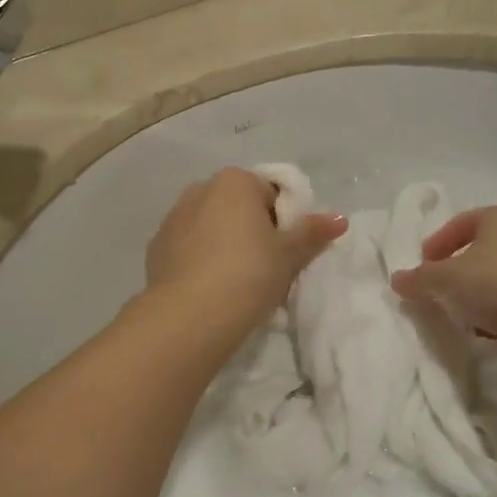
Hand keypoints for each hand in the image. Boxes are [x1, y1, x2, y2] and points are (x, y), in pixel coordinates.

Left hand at [145, 168, 347, 328]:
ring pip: (209, 226)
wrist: (190, 315)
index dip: (282, 221)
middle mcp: (200, 189)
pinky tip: (209, 288)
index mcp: (235, 182)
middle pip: (237, 207)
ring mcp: (173, 218)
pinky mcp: (156, 248)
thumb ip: (313, 233)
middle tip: (265, 267)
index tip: (285, 251)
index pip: (269, 192)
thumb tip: (339, 219)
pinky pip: (188, 247)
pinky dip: (200, 260)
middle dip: (251, 230)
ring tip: (236, 281)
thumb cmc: (249, 274)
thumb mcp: (289, 255)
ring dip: (223, 244)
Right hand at [388, 203, 496, 356]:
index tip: (423, 267)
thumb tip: (397, 280)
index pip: (461, 223)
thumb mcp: (448, 279)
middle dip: (456, 271)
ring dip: (477, 294)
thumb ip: (420, 279)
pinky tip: (488, 330)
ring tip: (461, 314)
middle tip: (438, 291)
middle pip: (481, 249)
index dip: (437, 244)